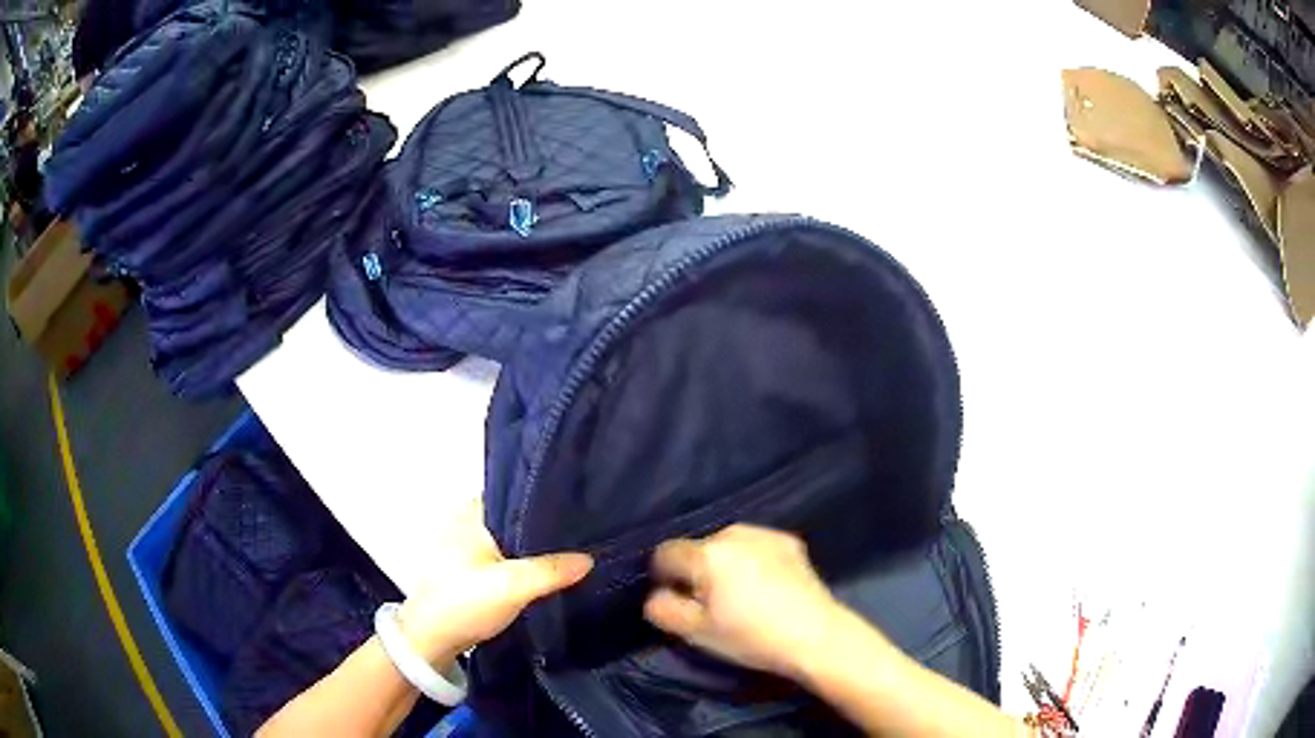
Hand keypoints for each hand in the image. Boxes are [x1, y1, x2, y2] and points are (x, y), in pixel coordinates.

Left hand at [396, 499, 592, 665]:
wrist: (431, 639)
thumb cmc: (465, 603)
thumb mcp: (512, 587)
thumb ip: (551, 571)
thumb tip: (589, 559)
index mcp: (471, 511)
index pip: (517, 492)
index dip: (548, 500)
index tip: (581, 509)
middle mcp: (465, 518)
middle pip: (515, 514)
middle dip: (544, 525)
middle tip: (583, 533)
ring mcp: (465, 542)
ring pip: (510, 536)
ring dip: (533, 545)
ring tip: (570, 549)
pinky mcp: (467, 565)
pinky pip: (503, 552)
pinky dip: (521, 558)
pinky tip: (543, 569)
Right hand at [644, 524, 852, 678]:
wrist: (816, 635)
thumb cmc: (750, 637)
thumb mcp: (696, 632)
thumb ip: (662, 609)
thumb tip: (656, 594)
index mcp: (706, 553)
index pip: (665, 553)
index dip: (664, 577)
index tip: (678, 601)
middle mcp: (733, 533)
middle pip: (698, 547)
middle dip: (696, 570)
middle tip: (710, 602)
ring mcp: (765, 533)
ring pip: (727, 544)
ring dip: (724, 563)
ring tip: (739, 594)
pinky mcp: (790, 542)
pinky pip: (755, 546)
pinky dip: (751, 560)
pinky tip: (765, 586)